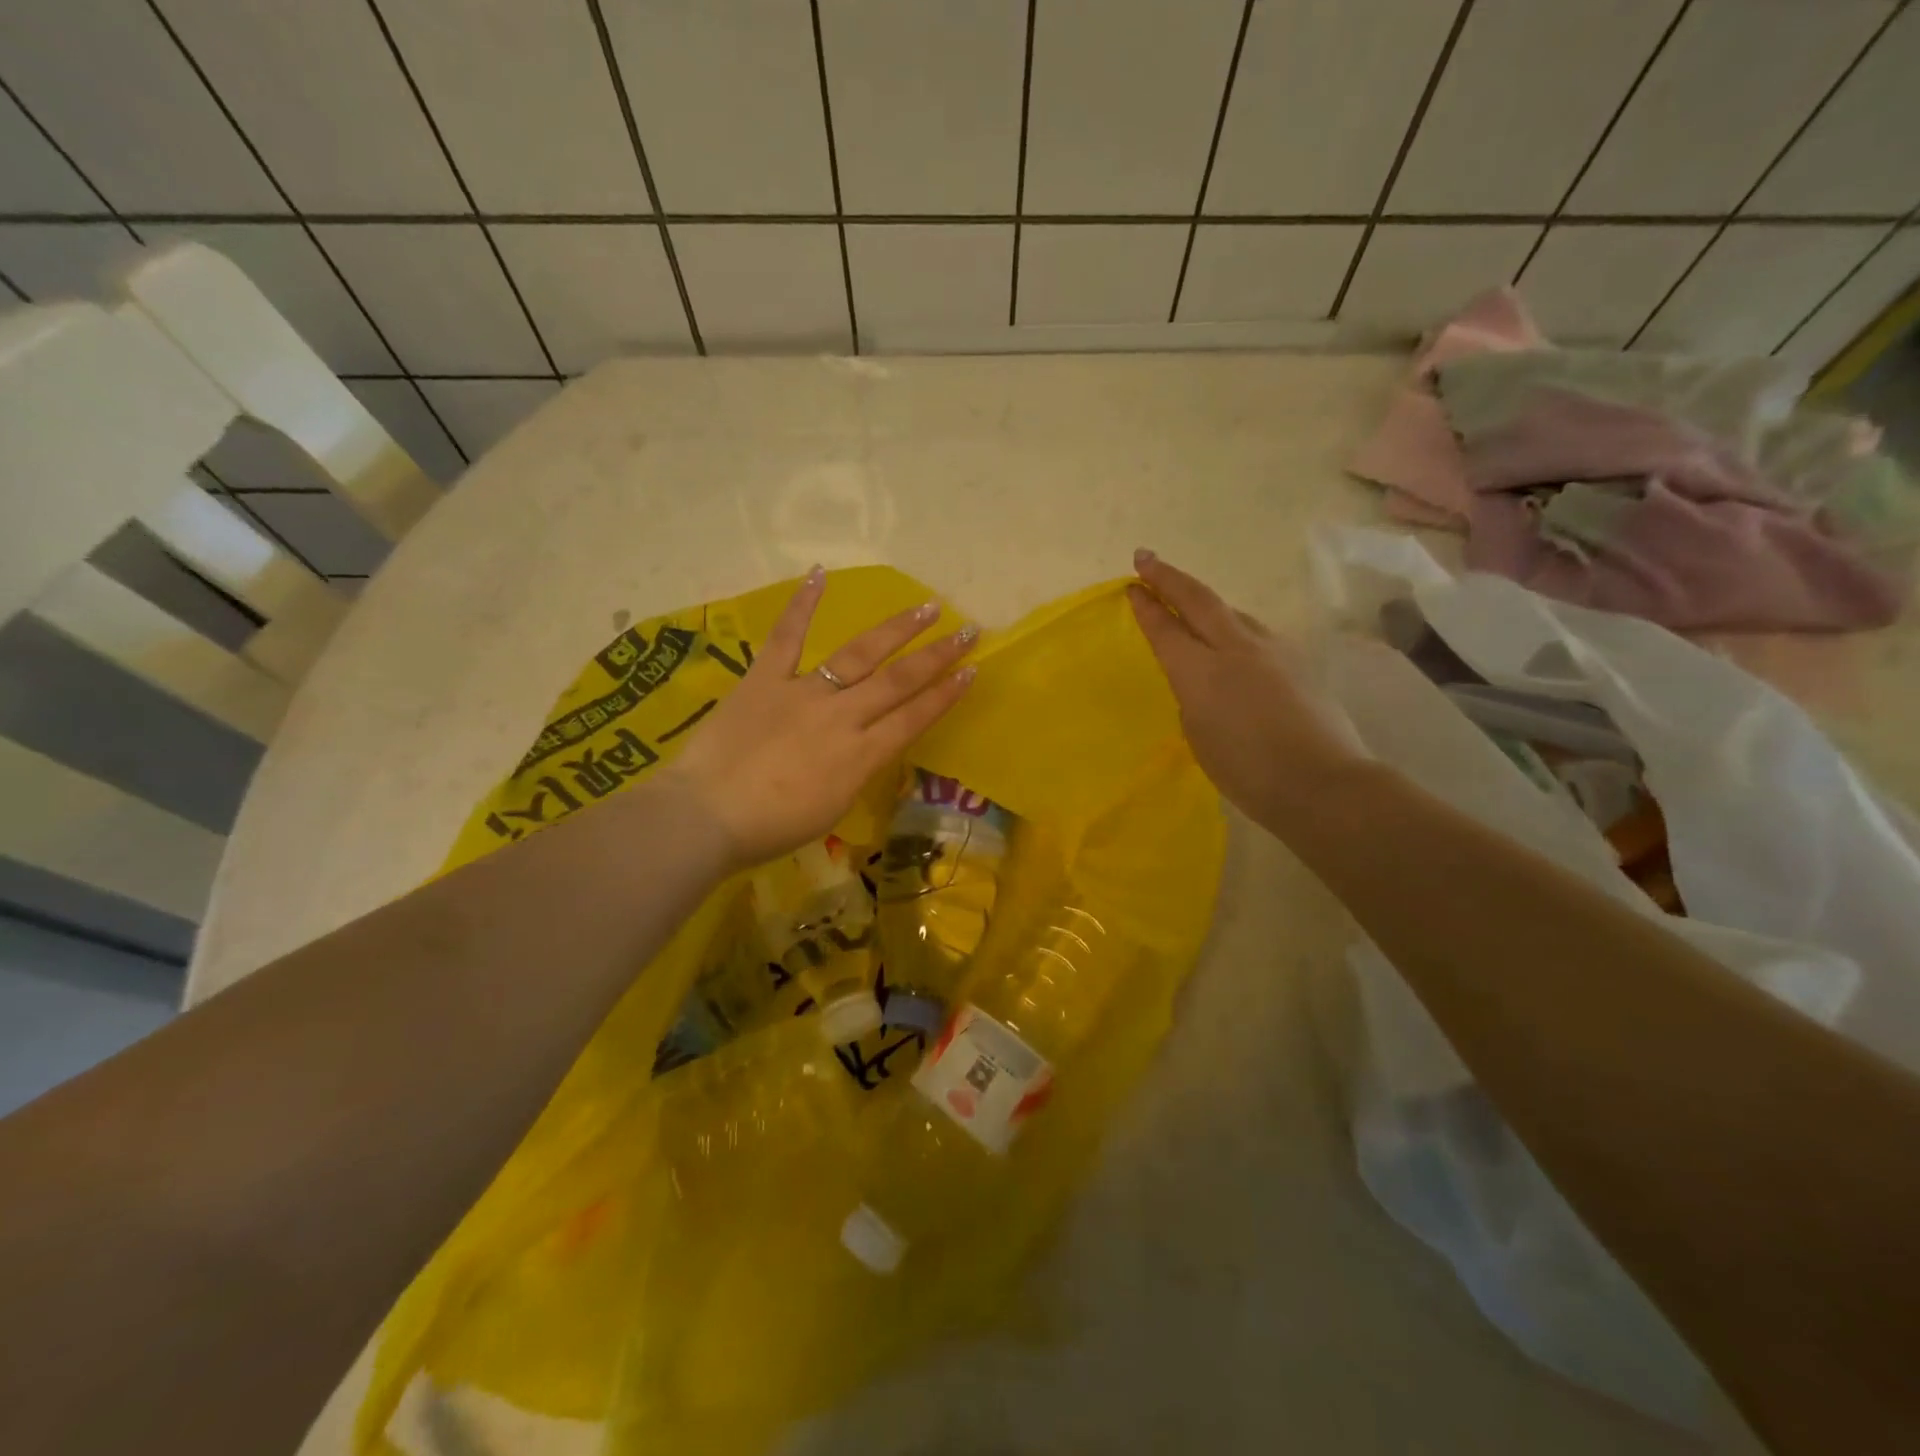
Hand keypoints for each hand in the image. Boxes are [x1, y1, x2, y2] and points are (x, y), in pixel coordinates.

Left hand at [664, 568, 976, 867]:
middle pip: (898, 681)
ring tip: (925, 607)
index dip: (946, 694)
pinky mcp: (765, 679)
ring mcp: (803, 692)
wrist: (706, 816)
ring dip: (896, 629)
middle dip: (937, 655)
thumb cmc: (770, 828)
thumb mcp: (831, 809)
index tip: (971, 670)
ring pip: (858, 654)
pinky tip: (820, 574)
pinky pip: (786, 637)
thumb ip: (854, 773)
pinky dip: (802, 605)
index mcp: (860, 756)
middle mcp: (841, 717)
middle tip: (967, 630)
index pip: (914, 718)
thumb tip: (863, 748)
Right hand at [1128, 549, 1364, 827]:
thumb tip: (1203, 678)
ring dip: (1204, 602)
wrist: (1320, 782)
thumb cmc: (1246, 771)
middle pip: (1198, 599)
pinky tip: (1234, 642)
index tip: (1132, 586)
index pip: (1165, 629)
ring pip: (1231, 612)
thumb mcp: (1199, 735)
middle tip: (1146, 558)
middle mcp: (1235, 648)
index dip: (1146, 606)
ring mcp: (1271, 649)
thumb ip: (1193, 697)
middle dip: (1168, 577)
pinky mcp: (1297, 659)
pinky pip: (1255, 632)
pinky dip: (1234, 627)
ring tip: (1189, 602)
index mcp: (1201, 671)